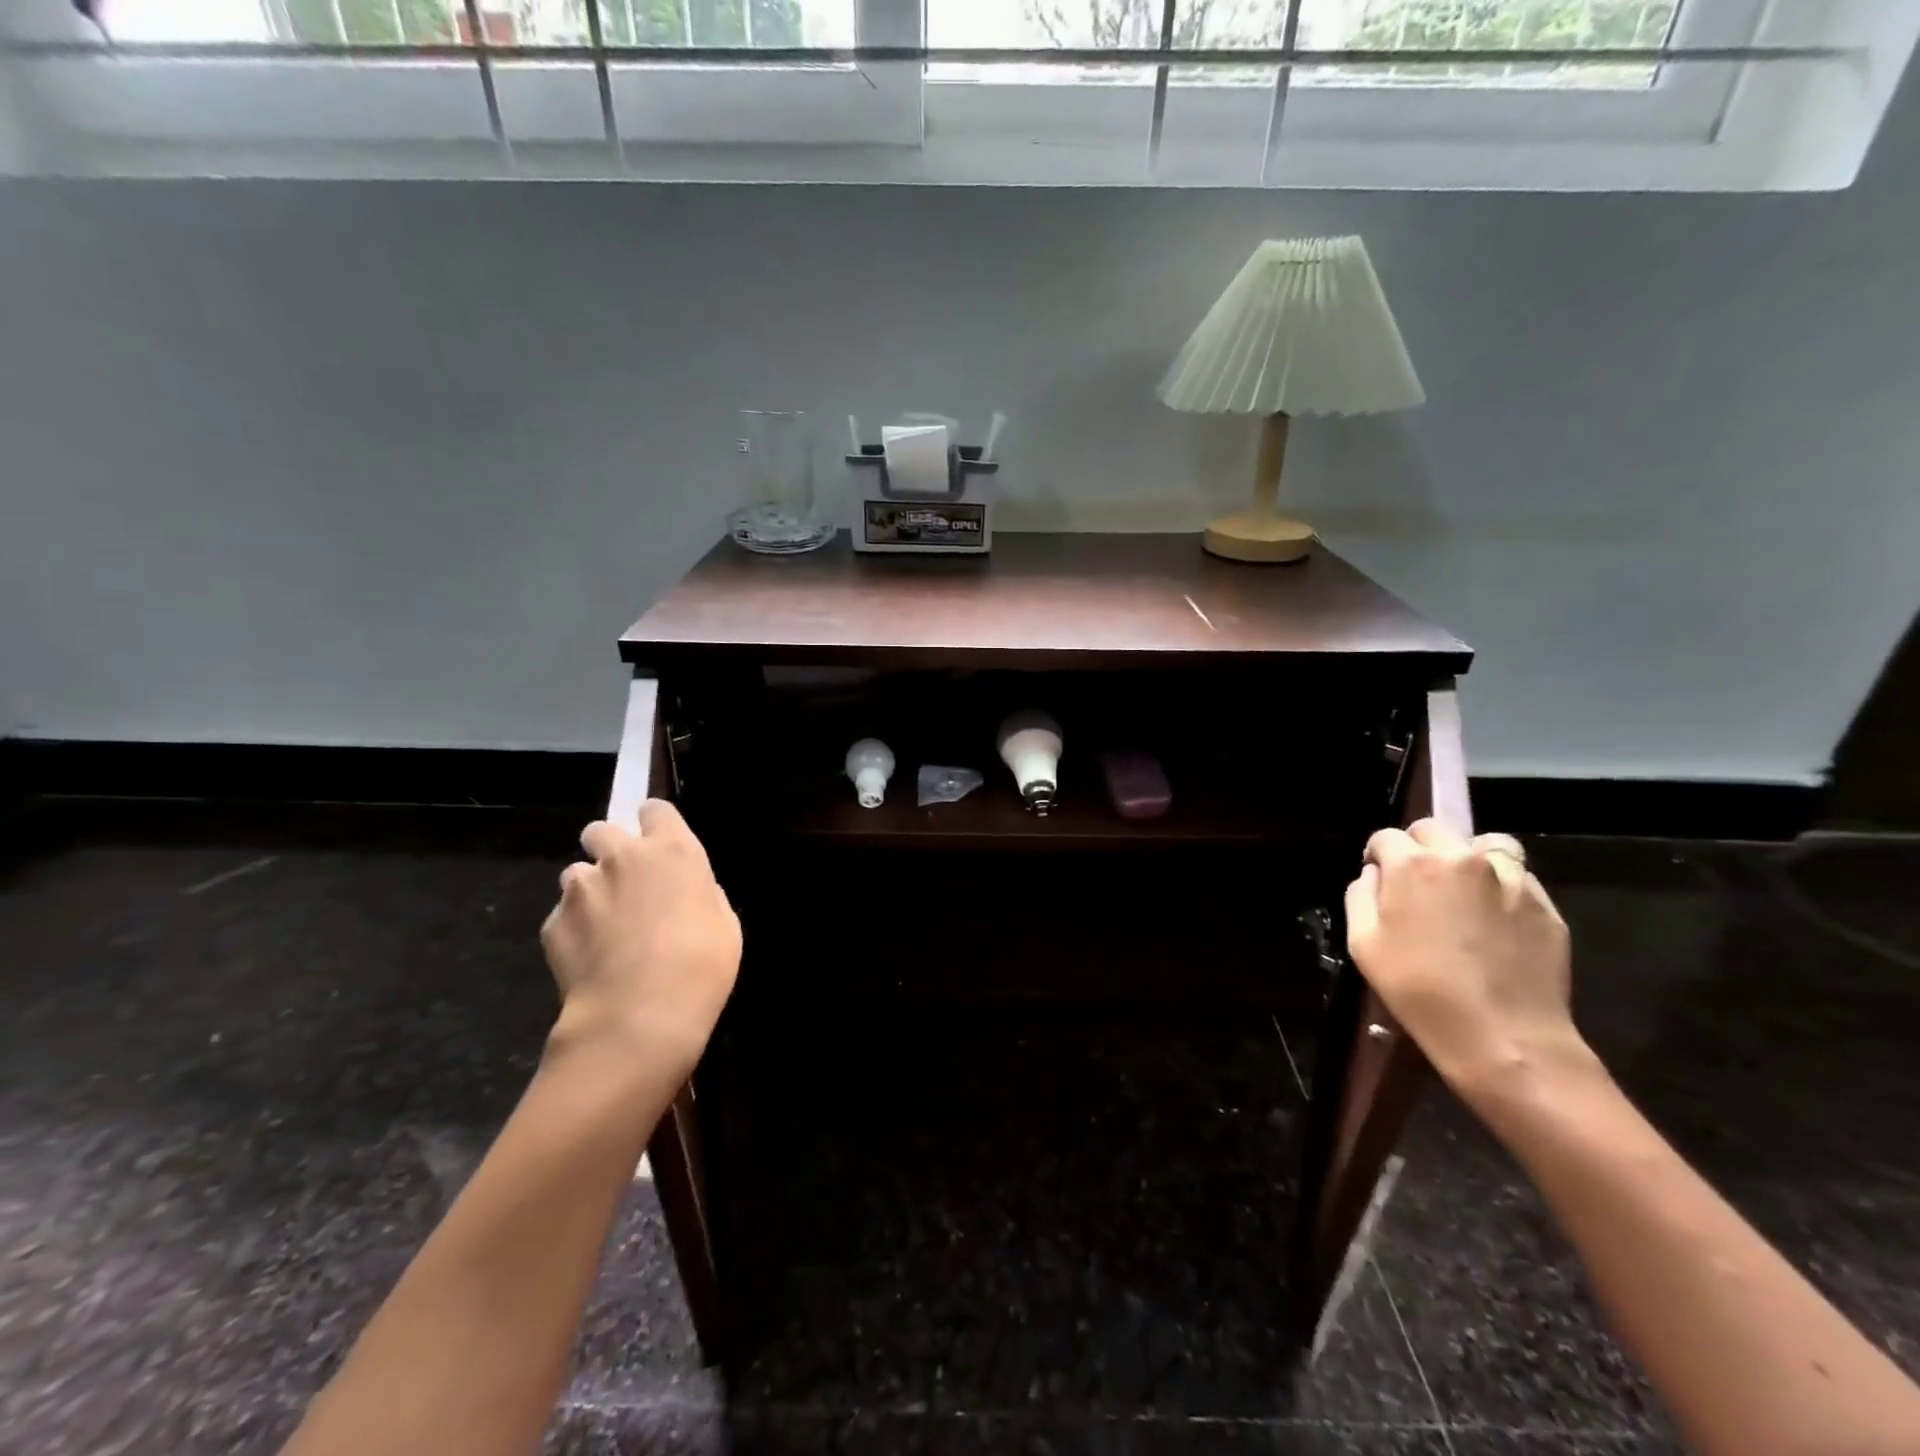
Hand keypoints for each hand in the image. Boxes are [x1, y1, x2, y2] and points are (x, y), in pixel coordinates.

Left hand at [540, 801, 741, 1073]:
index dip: (655, 825)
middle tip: (625, 883)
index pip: (654, 809)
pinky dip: (574, 930)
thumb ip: (699, 893)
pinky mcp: (552, 923)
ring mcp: (581, 889)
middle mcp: (622, 857)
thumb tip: (683, 893)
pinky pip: (562, 916)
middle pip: (601, 830)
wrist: (639, 1018)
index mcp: (672, 850)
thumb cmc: (702, 965)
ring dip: (590, 891)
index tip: (660, 846)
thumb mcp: (723, 922)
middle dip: (609, 849)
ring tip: (606, 930)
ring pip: (577, 874)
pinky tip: (591, 960)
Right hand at [1344, 818, 1592, 1106]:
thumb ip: (1361, 896)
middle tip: (1417, 883)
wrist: (1503, 1036)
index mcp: (1413, 865)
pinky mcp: (1544, 905)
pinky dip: (1502, 885)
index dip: (1378, 855)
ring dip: (1467, 857)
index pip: (1387, 837)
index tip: (1380, 878)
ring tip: (1463, 890)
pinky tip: (1494, 919)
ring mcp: (1511, 878)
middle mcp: (1462, 859)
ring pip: (1485, 844)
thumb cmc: (1418, 990)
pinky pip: (1518, 877)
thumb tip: (1374, 875)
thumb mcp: (1363, 944)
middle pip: (1434, 829)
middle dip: (1419, 848)